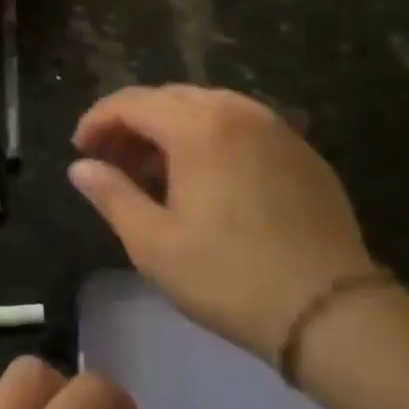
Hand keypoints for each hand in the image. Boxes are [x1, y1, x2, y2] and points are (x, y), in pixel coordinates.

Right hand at [70, 85, 374, 359]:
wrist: (328, 311)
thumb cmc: (227, 276)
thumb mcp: (152, 242)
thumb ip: (111, 194)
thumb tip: (80, 167)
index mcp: (198, 126)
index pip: (131, 103)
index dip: (97, 121)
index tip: (79, 150)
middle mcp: (238, 111)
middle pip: (169, 98)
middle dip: (132, 123)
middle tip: (111, 162)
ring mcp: (276, 129)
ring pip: (208, 110)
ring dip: (170, 130)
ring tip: (154, 173)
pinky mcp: (302, 153)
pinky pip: (242, 128)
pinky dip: (210, 140)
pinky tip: (205, 180)